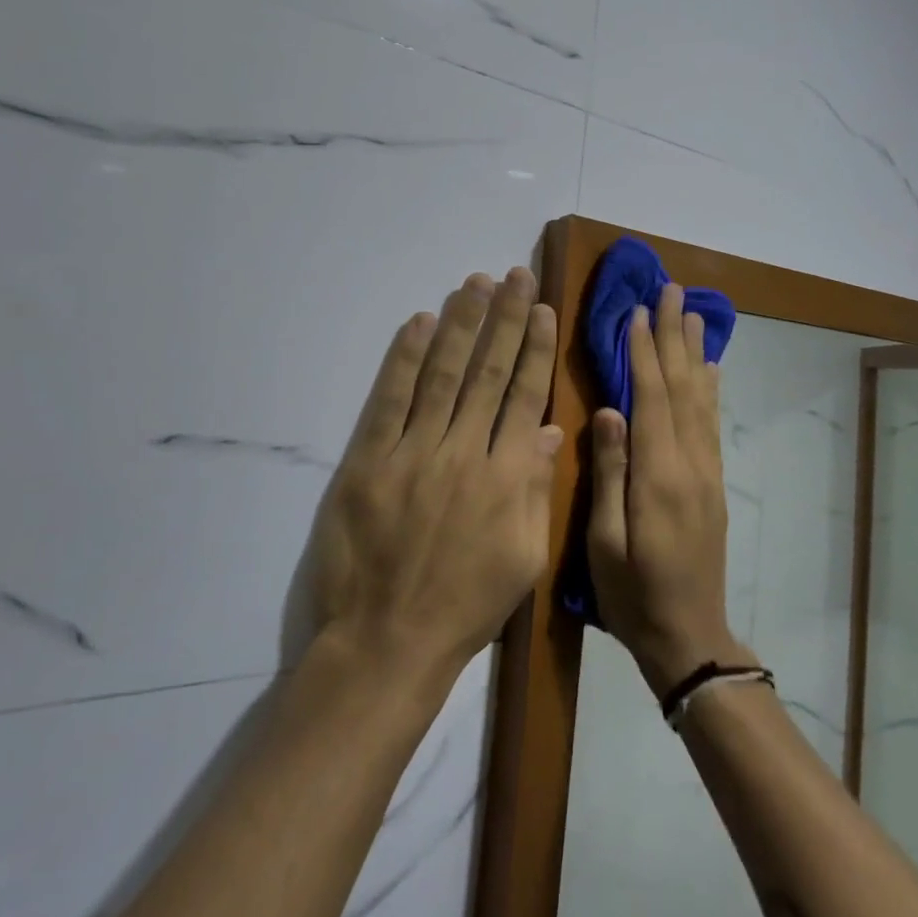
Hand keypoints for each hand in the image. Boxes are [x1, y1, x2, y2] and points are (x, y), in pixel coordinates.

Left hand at [307, 268, 563, 682]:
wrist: (388, 641)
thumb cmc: (465, 606)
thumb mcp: (523, 558)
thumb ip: (536, 490)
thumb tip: (548, 430)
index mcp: (507, 477)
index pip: (524, 395)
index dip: (533, 348)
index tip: (541, 308)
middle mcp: (464, 452)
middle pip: (487, 372)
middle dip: (503, 318)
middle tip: (513, 274)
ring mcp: (413, 453)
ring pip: (442, 374)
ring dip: (459, 324)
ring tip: (473, 283)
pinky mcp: (369, 461)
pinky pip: (390, 400)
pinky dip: (404, 359)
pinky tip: (418, 323)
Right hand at [587, 282, 752, 695]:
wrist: (689, 637)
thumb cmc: (632, 595)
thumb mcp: (605, 542)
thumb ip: (610, 472)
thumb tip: (609, 411)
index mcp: (658, 476)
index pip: (651, 398)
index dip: (644, 352)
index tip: (638, 311)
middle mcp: (690, 463)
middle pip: (682, 387)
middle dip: (675, 336)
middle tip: (672, 291)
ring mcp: (707, 473)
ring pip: (701, 399)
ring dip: (695, 353)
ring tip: (694, 313)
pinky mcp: (713, 484)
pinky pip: (712, 424)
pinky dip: (710, 388)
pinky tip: (708, 370)